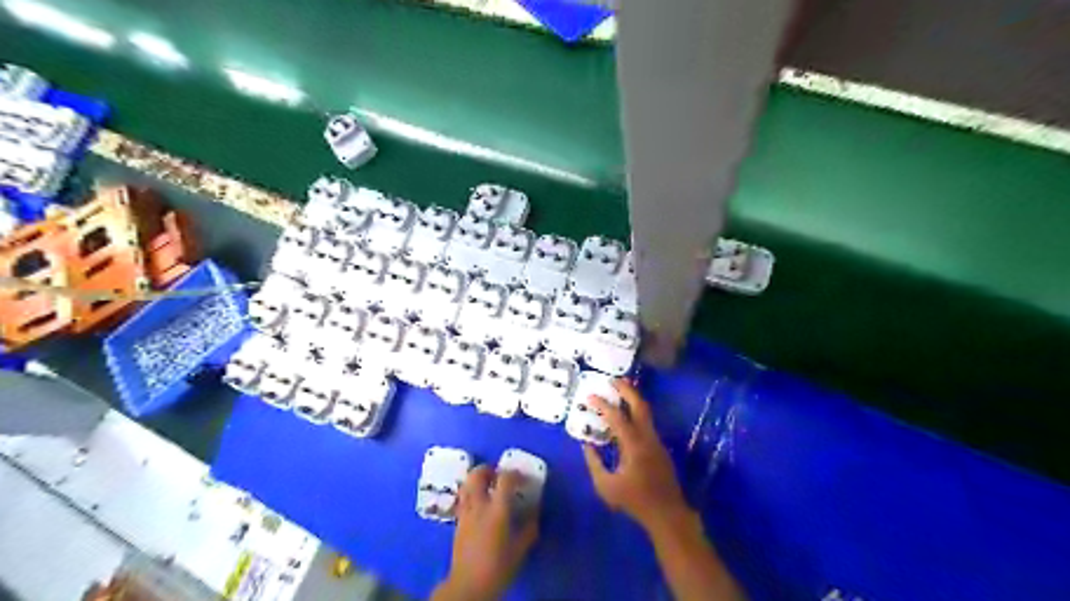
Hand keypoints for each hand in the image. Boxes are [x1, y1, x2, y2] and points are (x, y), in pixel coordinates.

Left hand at [429, 464, 538, 600]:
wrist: (469, 585)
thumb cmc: (498, 567)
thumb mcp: (520, 549)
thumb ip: (529, 527)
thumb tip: (534, 511)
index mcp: (497, 510)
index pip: (505, 479)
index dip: (515, 474)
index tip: (523, 479)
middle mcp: (479, 505)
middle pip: (477, 474)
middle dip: (489, 469)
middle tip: (499, 475)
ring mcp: (465, 512)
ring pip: (466, 484)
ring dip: (477, 479)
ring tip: (487, 486)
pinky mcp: (457, 521)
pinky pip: (463, 499)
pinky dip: (471, 494)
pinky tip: (479, 504)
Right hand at [582, 377, 689, 532]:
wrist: (667, 513)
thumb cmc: (634, 501)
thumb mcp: (606, 486)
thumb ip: (594, 463)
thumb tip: (587, 445)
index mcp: (633, 445)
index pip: (617, 417)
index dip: (602, 405)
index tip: (590, 396)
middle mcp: (647, 437)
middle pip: (639, 405)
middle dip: (626, 390)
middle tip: (613, 380)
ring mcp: (656, 441)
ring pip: (646, 412)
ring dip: (633, 399)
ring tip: (620, 391)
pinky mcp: (659, 447)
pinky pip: (646, 423)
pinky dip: (635, 413)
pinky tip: (626, 417)